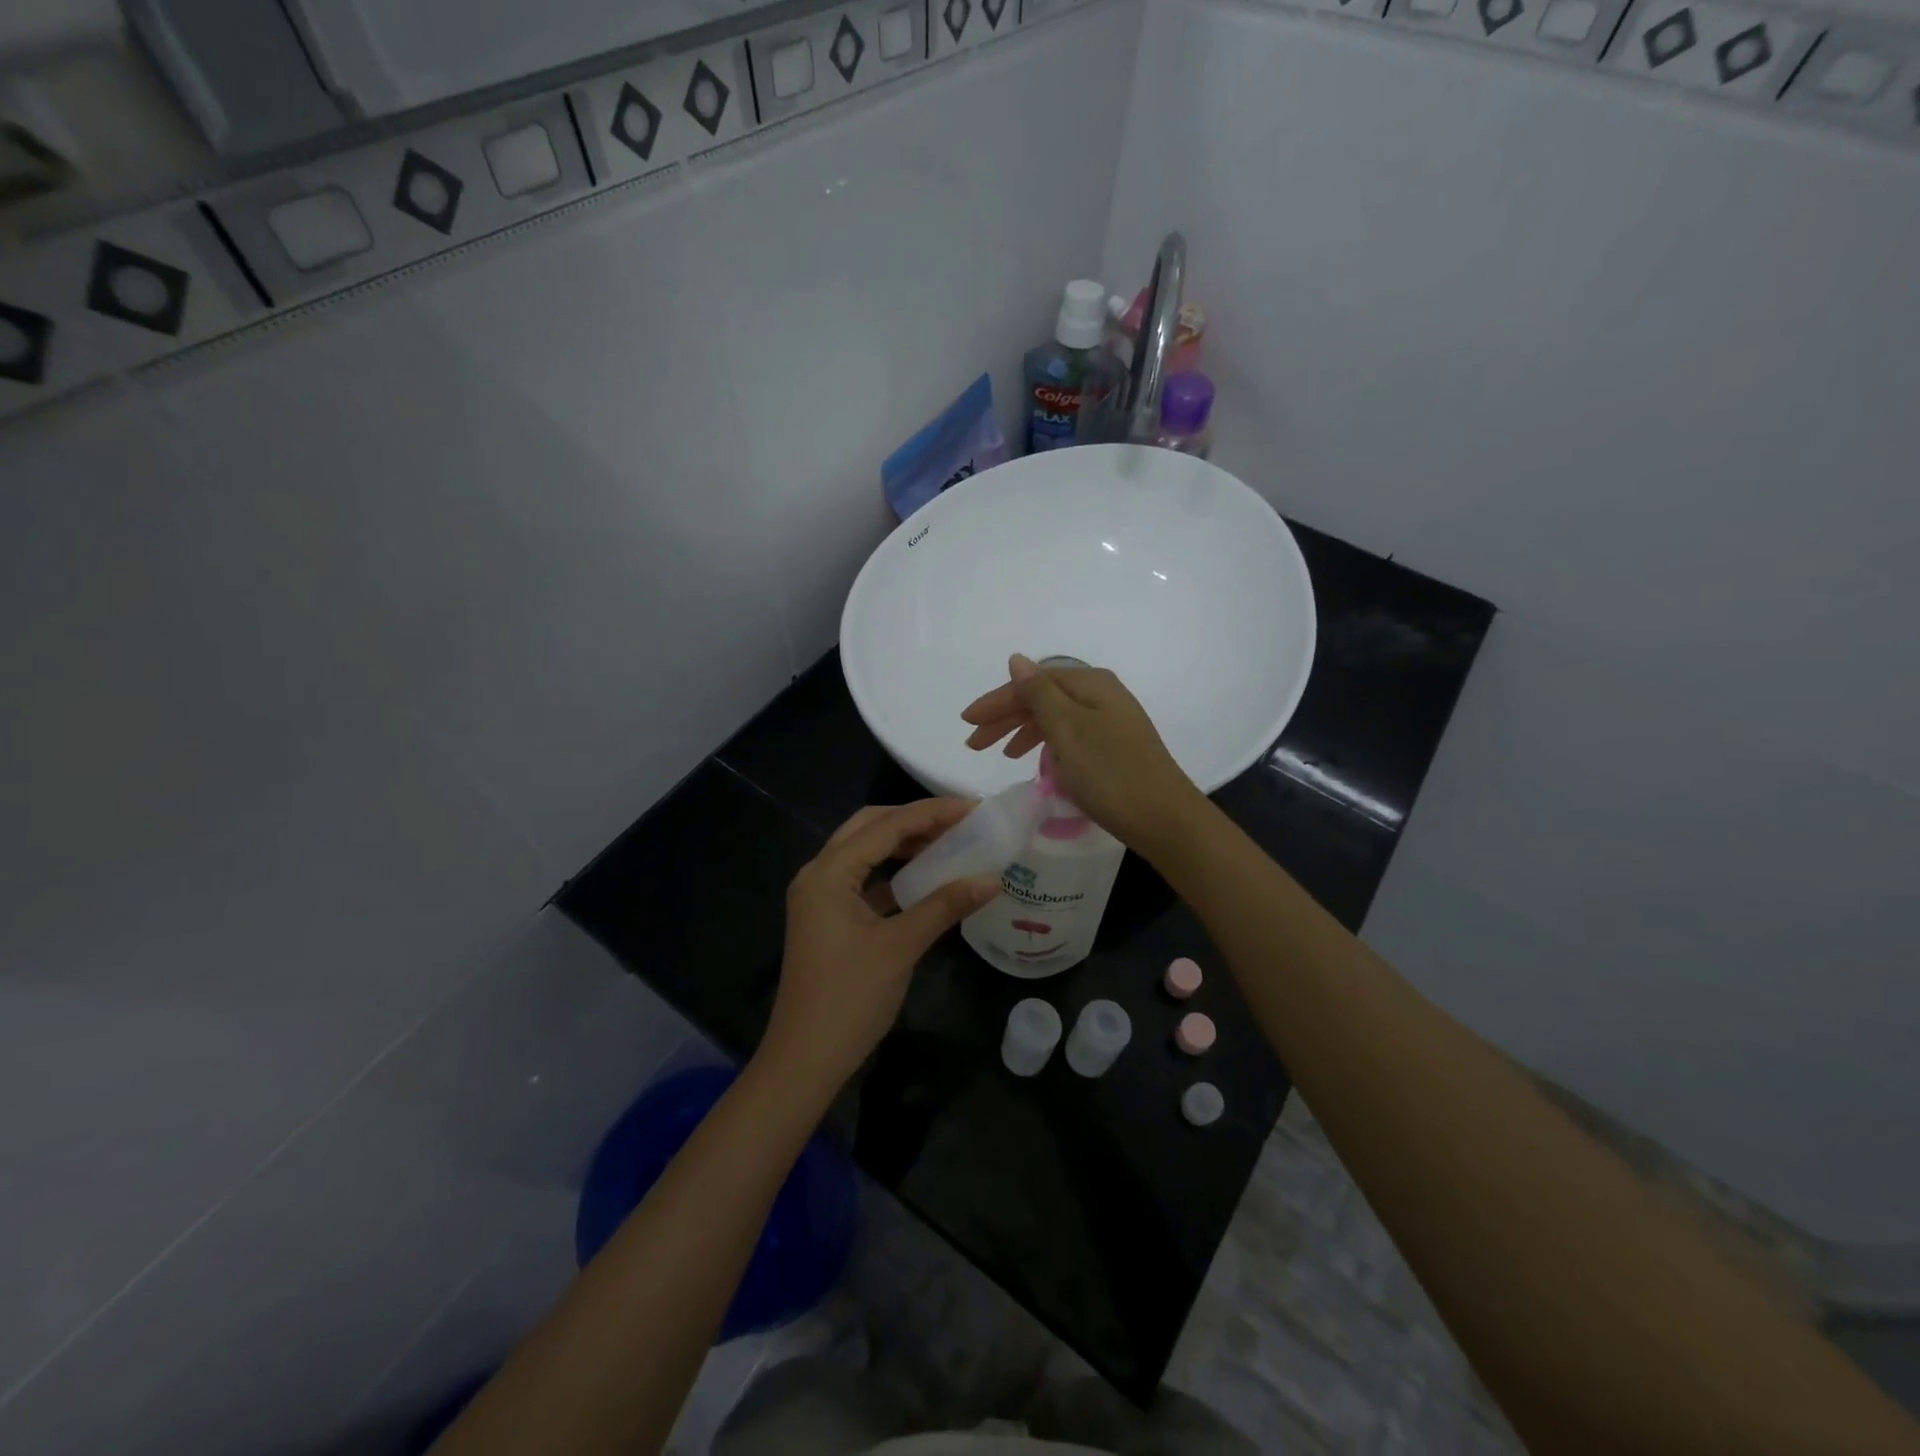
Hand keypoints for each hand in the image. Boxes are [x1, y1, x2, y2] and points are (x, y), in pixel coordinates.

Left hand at [758, 799, 1000, 1092]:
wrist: (805, 1059)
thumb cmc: (850, 998)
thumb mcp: (901, 947)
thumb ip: (945, 906)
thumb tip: (991, 879)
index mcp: (829, 873)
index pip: (886, 826)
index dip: (932, 813)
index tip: (974, 807)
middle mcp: (818, 874)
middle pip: (869, 828)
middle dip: (914, 820)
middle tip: (960, 821)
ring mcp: (819, 897)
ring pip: (864, 852)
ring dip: (903, 844)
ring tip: (948, 842)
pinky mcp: (827, 918)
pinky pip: (862, 880)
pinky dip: (892, 873)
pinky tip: (924, 878)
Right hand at [960, 654, 1202, 849]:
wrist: (1164, 819)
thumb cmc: (1110, 773)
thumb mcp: (1068, 730)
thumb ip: (1038, 693)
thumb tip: (1016, 659)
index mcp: (1090, 684)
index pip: (1033, 682)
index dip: (998, 700)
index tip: (967, 722)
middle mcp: (1102, 695)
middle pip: (1043, 697)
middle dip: (1006, 717)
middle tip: (975, 742)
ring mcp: (1111, 722)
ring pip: (1056, 718)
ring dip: (1024, 731)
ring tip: (1002, 754)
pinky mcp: (1115, 747)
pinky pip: (1070, 736)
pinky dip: (1047, 745)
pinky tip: (1038, 762)